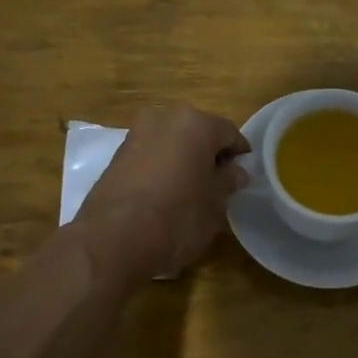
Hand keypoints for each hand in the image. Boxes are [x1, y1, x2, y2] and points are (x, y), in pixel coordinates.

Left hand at [78, 106, 249, 277]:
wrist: (114, 239)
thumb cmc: (178, 217)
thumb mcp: (215, 205)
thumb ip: (227, 182)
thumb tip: (235, 172)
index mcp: (196, 124)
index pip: (229, 132)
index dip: (239, 154)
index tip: (243, 175)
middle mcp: (164, 119)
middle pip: (197, 133)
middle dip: (208, 154)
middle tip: (218, 183)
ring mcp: (136, 135)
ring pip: (171, 143)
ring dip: (183, 160)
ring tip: (190, 191)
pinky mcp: (116, 156)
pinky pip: (150, 156)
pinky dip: (161, 169)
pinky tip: (165, 195)